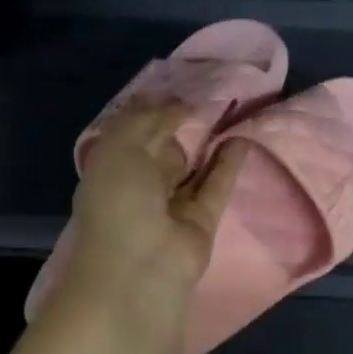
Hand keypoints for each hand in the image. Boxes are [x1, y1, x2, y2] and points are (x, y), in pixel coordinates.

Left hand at [64, 103, 246, 309]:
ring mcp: (172, 204)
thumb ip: (147, 121)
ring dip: (206, 141)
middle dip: (180, 123)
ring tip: (231, 110)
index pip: (132, 131)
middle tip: (209, 92)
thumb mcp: (119, 148)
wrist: (140, 269)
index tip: (178, 84)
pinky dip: (228, 163)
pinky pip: (216, 185)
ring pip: (192, 166)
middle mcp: (139, 185)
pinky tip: (242, 139)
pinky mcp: (202, 220)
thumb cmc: (119, 203)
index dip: (152, 108)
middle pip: (162, 147)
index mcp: (110, 168)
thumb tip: (179, 106)